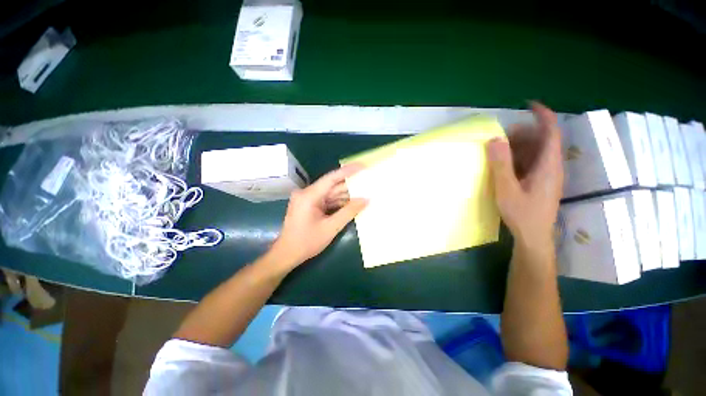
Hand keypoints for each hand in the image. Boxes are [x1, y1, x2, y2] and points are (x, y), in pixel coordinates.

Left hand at [269, 164, 367, 269]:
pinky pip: (327, 200)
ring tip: (364, 192)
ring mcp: (307, 199)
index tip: (362, 166)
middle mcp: (307, 193)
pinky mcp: (309, 205)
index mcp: (309, 195)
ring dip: (346, 195)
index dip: (348, 171)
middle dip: (350, 185)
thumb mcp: (331, 227)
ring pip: (330, 193)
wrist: (286, 254)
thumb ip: (349, 212)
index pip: (331, 178)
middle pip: (332, 186)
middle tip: (367, 182)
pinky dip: (339, 202)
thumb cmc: (306, 242)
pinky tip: (352, 203)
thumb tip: (366, 200)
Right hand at [486, 102, 562, 247]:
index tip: (528, 105)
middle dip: (524, 133)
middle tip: (502, 136)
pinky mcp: (540, 181)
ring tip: (500, 149)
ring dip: (520, 146)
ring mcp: (546, 175)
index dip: (543, 116)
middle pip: (543, 140)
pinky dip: (519, 157)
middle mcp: (551, 167)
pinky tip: (505, 164)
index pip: (551, 133)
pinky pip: (532, 162)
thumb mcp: (507, 190)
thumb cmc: (522, 214)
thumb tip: (494, 140)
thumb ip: (501, 165)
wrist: (534, 237)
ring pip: (537, 151)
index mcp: (548, 166)